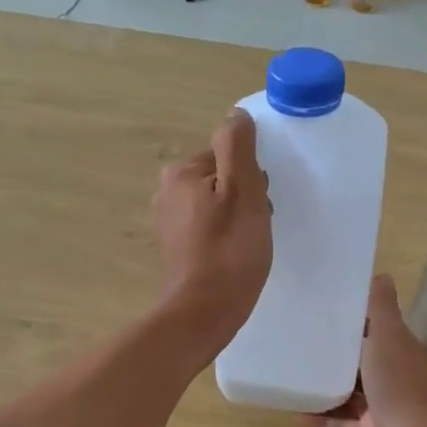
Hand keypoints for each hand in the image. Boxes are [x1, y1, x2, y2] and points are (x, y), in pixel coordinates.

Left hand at [151, 109, 270, 361]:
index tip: (259, 202)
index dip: (252, 177)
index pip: (229, 155)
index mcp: (181, 172)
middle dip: (245, 196)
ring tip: (248, 244)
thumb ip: (238, 147)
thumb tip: (236, 115)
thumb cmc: (229, 250)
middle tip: (256, 225)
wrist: (203, 312)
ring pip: (217, 203)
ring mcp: (168, 221)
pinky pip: (208, 227)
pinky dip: (224, 236)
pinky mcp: (175, 246)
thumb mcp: (242, 190)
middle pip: (222, 177)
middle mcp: (167, 191)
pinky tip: (234, 256)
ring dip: (238, 217)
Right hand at [309, 274, 426, 426]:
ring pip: (347, 393)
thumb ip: (382, 307)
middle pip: (359, 361)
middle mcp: (390, 377)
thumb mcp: (388, 335)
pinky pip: (338, 424)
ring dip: (324, 388)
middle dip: (334, 354)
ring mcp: (379, 408)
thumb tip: (381, 274)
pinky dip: (320, 419)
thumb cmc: (397, 382)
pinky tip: (295, 413)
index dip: (353, 319)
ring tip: (292, 376)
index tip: (324, 309)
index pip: (376, 329)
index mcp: (398, 351)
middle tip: (298, 341)